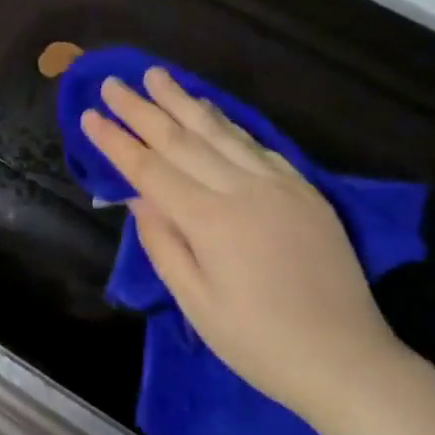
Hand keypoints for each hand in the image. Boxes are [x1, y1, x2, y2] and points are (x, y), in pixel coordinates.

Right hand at [80, 67, 402, 417]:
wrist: (345, 358)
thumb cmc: (259, 343)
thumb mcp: (197, 303)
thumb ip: (163, 244)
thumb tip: (136, 197)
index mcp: (210, 221)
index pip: (151, 170)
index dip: (117, 142)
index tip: (89, 116)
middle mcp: (243, 189)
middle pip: (182, 139)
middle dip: (142, 109)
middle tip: (112, 82)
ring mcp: (278, 184)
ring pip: (221, 132)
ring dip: (184, 101)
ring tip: (157, 76)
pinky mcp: (304, 189)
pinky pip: (257, 144)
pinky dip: (228, 122)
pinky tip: (211, 108)